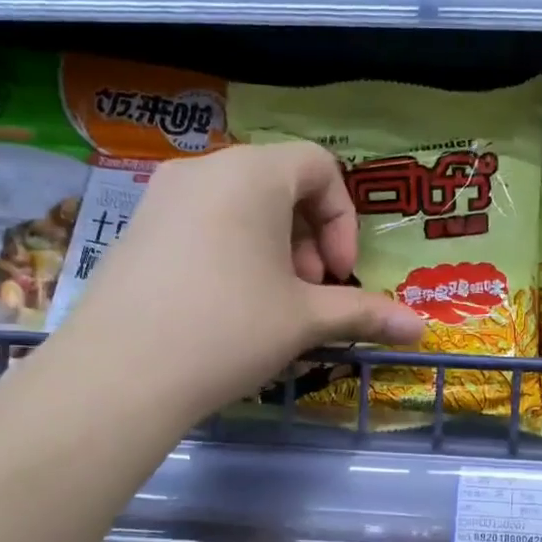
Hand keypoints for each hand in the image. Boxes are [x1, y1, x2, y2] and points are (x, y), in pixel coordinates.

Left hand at [48, 141, 423, 419]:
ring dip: (273, 248)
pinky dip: (232, 253)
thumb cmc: (229, 329)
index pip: (320, 166)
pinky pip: (202, 225)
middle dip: (309, 238)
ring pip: (240, 207)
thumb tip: (422, 331)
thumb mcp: (305, 320)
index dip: (343, 219)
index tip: (337, 274)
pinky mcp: (135, 230)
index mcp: (252, 173)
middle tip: (308, 291)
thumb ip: (366, 314)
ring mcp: (161, 197)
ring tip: (271, 303)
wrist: (119, 374)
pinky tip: (226, 308)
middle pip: (279, 184)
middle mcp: (204, 169)